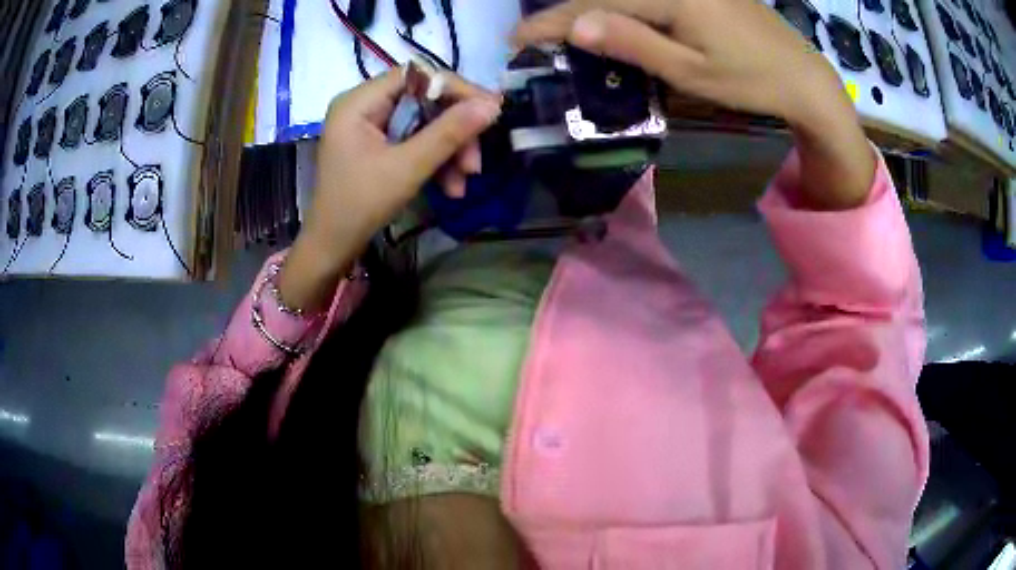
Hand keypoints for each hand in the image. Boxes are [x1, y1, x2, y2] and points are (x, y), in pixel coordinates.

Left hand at [279, 70, 501, 311]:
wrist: (331, 248)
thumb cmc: (359, 206)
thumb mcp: (407, 168)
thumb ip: (449, 133)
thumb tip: (493, 105)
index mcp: (359, 101)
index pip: (417, 75)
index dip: (456, 89)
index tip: (490, 110)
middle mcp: (363, 105)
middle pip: (423, 100)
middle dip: (454, 130)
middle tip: (475, 160)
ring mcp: (370, 125)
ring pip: (424, 122)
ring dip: (449, 150)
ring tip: (465, 181)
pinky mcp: (377, 144)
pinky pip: (414, 140)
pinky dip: (435, 160)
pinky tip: (451, 186)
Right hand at [514, 0, 875, 209]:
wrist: (803, 75)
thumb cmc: (751, 80)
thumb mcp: (691, 70)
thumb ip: (634, 42)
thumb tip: (576, 24)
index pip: (595, 4)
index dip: (552, 21)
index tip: (516, 40)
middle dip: (565, 14)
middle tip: (533, 38)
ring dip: (592, 10)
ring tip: (563, 32)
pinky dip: (622, 8)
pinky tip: (612, 22)